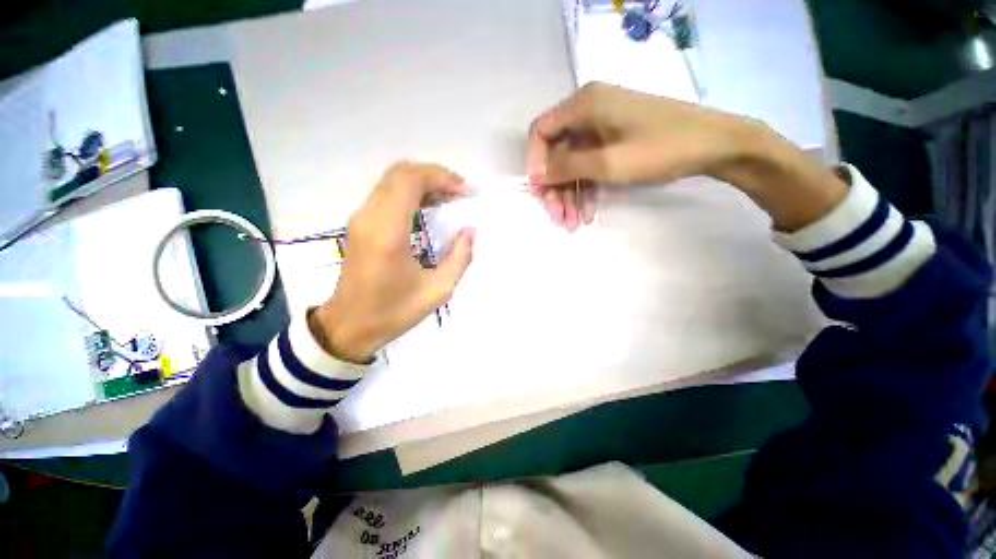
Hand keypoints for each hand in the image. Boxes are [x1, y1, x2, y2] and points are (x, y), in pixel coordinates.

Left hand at [310, 162, 475, 362]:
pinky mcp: (360, 224)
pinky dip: (411, 193)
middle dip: (435, 176)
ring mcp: (361, 218)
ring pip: (392, 181)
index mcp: (388, 232)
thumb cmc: (394, 311)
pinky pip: (387, 194)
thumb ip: (460, 257)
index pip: (410, 180)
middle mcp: (370, 217)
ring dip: (423, 183)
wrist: (349, 326)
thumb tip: (469, 231)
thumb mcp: (438, 290)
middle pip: (401, 173)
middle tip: (459, 193)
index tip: (465, 192)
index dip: (441, 177)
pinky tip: (429, 208)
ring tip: (449, 198)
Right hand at [526, 82, 753, 229]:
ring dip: (570, 195)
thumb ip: (566, 167)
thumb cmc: (660, 149)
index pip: (541, 131)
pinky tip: (588, 212)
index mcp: (584, 105)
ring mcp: (602, 126)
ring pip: (573, 164)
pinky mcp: (613, 140)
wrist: (714, 145)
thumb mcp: (608, 163)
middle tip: (558, 218)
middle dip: (555, 188)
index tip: (540, 192)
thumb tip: (535, 174)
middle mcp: (588, 111)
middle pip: (557, 153)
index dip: (536, 163)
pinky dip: (587, 189)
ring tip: (573, 224)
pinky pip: (590, 165)